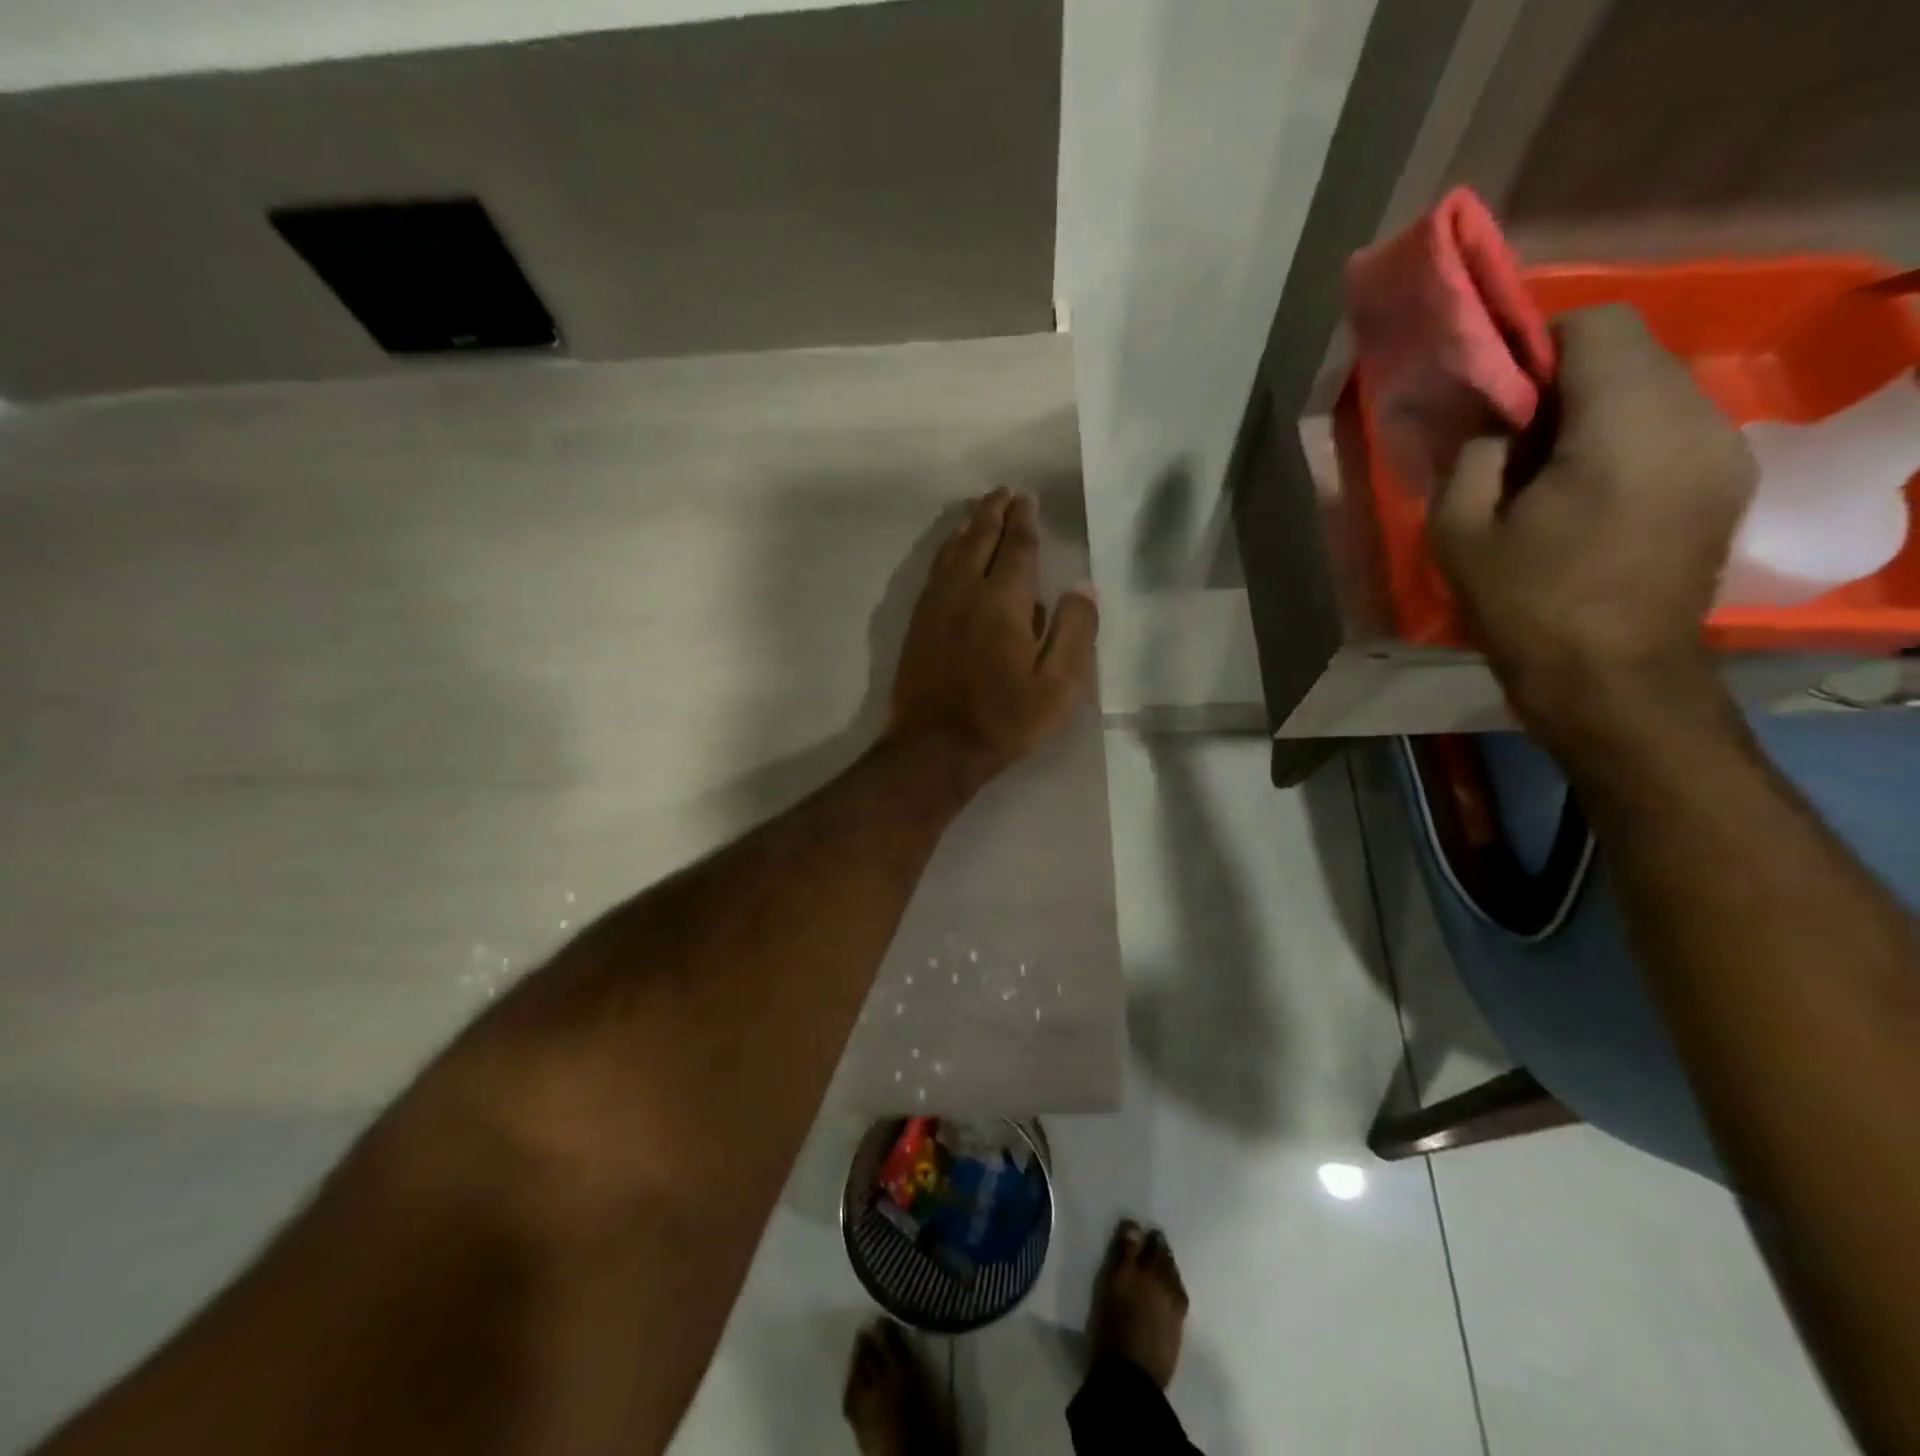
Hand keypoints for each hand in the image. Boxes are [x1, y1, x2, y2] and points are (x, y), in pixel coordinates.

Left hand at [888, 489, 1097, 782]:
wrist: (935, 749)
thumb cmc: (1004, 720)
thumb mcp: (1058, 686)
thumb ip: (1074, 631)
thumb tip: (1081, 587)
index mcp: (1003, 602)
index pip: (1016, 548)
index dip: (1024, 521)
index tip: (1027, 499)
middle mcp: (965, 592)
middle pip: (979, 539)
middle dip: (994, 512)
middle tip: (1004, 492)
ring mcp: (935, 606)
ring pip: (952, 551)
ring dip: (968, 525)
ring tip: (978, 508)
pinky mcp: (918, 624)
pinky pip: (934, 571)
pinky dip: (946, 549)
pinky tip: (950, 550)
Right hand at [1429, 304, 1757, 756]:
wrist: (1611, 681)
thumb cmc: (1525, 607)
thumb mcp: (1459, 532)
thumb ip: (1472, 456)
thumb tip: (1495, 425)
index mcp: (1623, 427)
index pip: (1599, 326)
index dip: (1541, 344)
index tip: (1499, 394)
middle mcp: (1693, 420)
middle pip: (1634, 352)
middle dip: (1568, 378)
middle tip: (1513, 438)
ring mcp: (1722, 450)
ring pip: (1658, 387)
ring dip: (1598, 409)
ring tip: (1547, 470)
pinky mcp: (1726, 481)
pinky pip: (1675, 426)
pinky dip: (1628, 436)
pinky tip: (1589, 490)